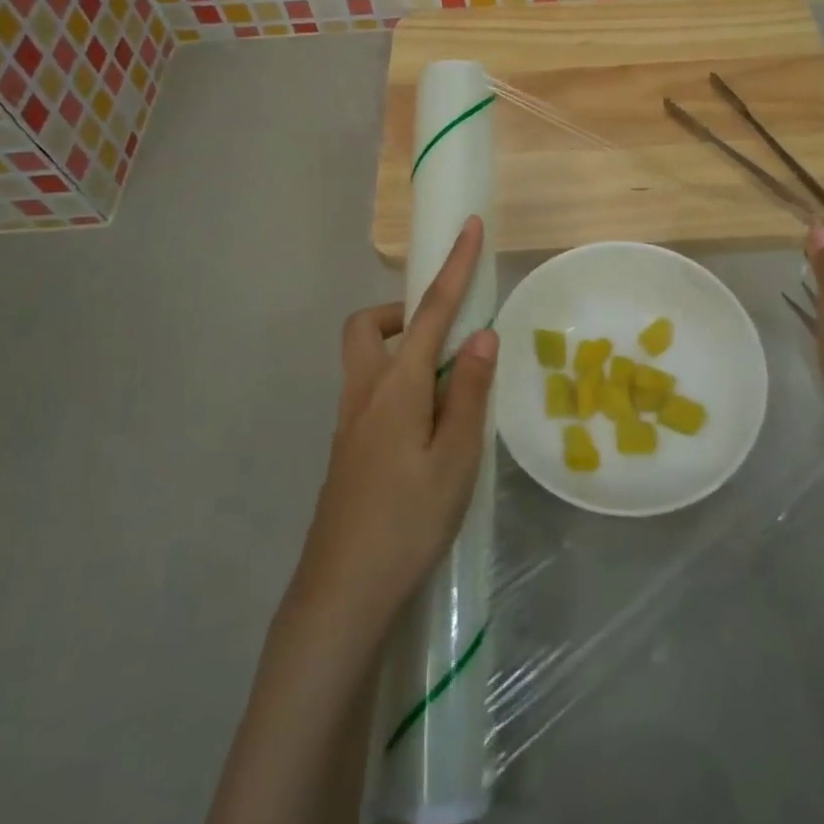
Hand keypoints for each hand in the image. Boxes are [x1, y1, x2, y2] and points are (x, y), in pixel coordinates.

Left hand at [288, 216, 497, 638]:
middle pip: (369, 326)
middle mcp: (365, 392)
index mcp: (395, 387)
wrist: (342, 595)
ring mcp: (350, 422)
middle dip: (404, 312)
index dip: (454, 267)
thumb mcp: (455, 459)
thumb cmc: (407, 523)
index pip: (430, 311)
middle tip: (446, 337)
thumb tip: (482, 335)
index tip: (470, 227)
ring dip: (403, 350)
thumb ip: (468, 392)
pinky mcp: (348, 450)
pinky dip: (401, 386)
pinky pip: (373, 393)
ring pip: (367, 360)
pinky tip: (430, 429)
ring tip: (448, 388)